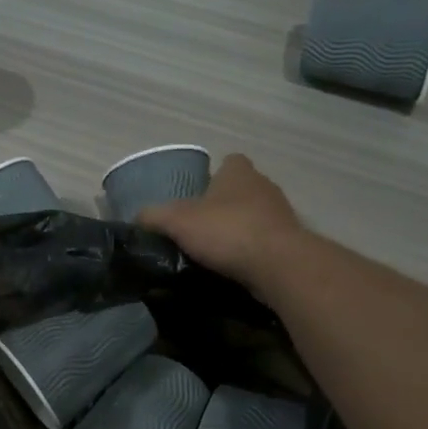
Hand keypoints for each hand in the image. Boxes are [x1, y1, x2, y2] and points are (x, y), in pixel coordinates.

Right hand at [139, 154, 304, 290]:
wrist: (278, 265)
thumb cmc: (227, 231)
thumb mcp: (177, 221)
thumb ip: (154, 216)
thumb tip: (137, 217)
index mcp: (239, 172)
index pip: (229, 161)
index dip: (213, 175)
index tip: (197, 195)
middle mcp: (264, 186)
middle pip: (240, 190)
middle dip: (222, 205)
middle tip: (198, 227)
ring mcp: (281, 215)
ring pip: (254, 216)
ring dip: (237, 230)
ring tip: (213, 251)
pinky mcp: (290, 243)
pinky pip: (264, 242)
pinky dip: (250, 252)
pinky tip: (233, 267)